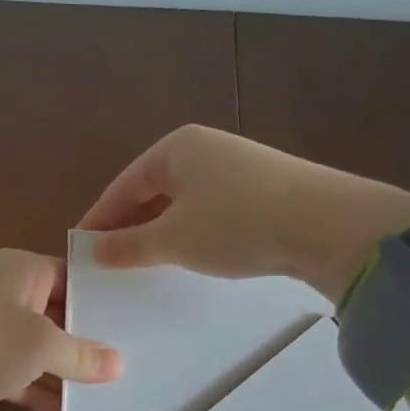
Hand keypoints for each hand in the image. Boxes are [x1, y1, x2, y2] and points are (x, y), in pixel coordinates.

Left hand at [0, 249, 121, 410]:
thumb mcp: (41, 346)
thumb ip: (82, 354)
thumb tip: (117, 363)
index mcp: (22, 269)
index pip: (72, 277)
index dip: (100, 302)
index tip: (135, 326)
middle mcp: (5, 290)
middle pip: (57, 313)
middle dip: (86, 342)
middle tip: (129, 365)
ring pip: (37, 346)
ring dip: (63, 370)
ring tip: (106, 395)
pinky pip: (17, 369)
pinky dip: (38, 387)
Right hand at [76, 125, 409, 300]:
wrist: (329, 225)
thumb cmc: (236, 224)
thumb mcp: (174, 239)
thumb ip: (128, 245)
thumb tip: (94, 249)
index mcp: (176, 148)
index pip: (123, 185)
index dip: (99, 219)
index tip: (80, 249)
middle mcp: (205, 148)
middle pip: (152, 190)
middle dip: (130, 225)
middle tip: (110, 260)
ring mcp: (237, 166)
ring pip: (183, 201)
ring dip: (162, 231)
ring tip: (147, 262)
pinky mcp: (264, 187)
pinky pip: (212, 209)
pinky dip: (193, 231)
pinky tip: (194, 254)